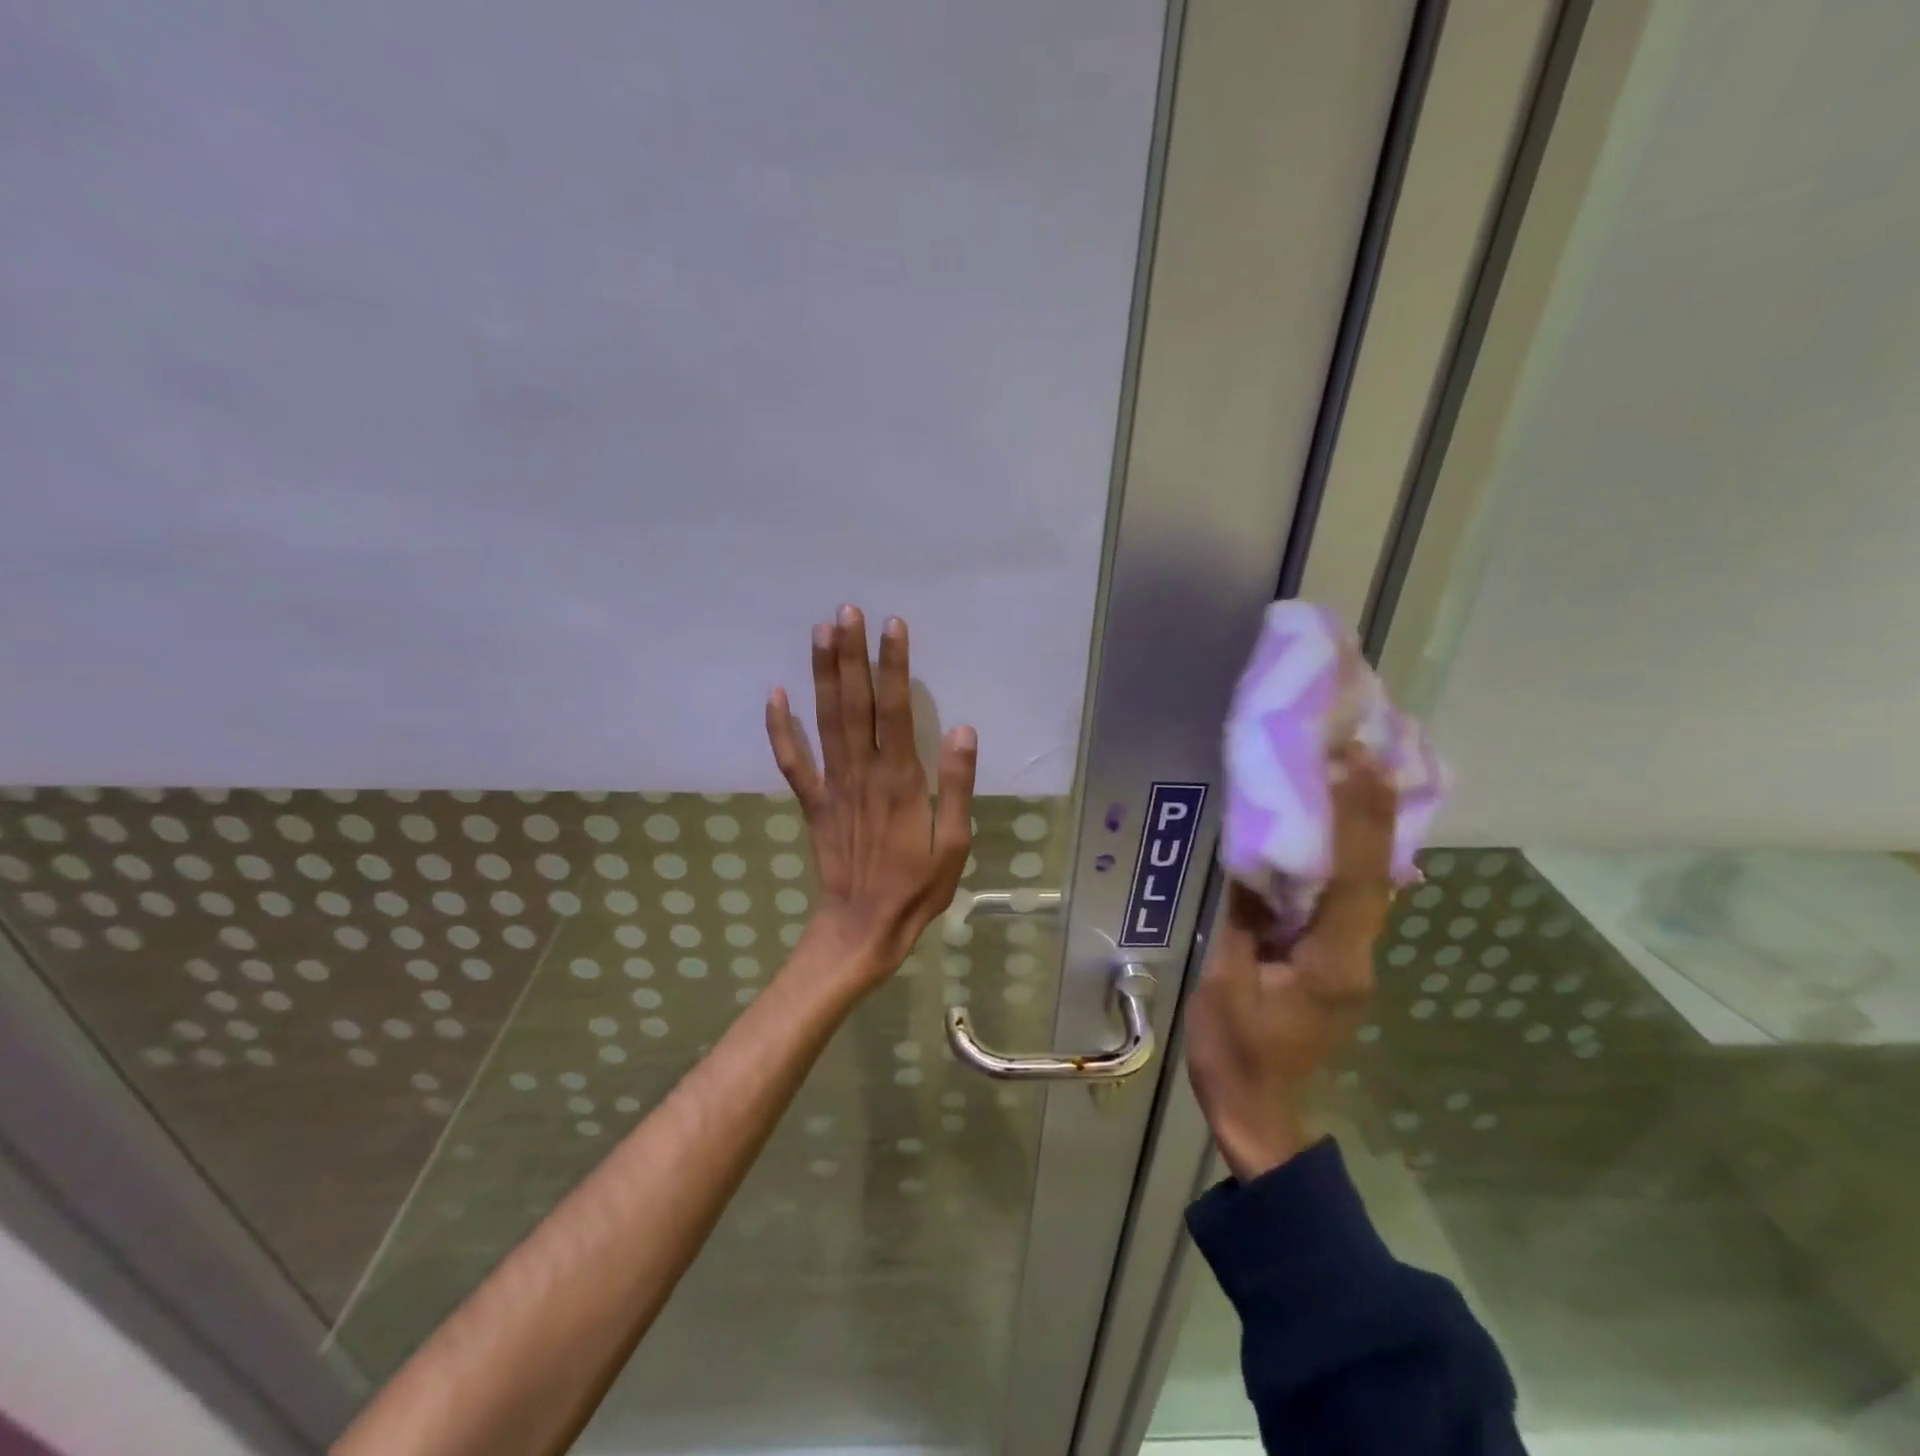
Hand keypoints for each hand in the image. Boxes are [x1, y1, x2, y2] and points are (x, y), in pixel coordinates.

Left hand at [765, 606, 976, 988]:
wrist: (861, 929)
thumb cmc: (916, 889)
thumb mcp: (954, 844)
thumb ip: (956, 785)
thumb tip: (963, 729)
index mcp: (900, 780)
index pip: (896, 709)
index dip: (893, 665)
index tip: (893, 625)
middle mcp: (861, 772)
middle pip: (854, 704)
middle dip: (852, 655)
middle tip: (847, 610)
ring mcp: (831, 786)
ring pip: (824, 721)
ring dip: (822, 675)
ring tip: (820, 632)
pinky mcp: (811, 802)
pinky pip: (792, 761)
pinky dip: (780, 728)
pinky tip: (775, 693)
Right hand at [1186, 744, 1396, 1181]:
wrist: (1259, 1113)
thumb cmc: (1235, 1052)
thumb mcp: (1224, 983)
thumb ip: (1242, 918)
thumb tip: (1249, 858)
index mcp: (1330, 961)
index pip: (1352, 879)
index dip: (1356, 819)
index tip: (1351, 764)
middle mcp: (1356, 955)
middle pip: (1374, 875)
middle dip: (1372, 810)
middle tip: (1362, 750)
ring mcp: (1352, 961)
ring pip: (1370, 886)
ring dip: (1366, 830)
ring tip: (1356, 773)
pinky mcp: (1338, 963)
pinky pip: (1349, 901)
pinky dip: (1348, 859)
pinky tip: (1336, 831)